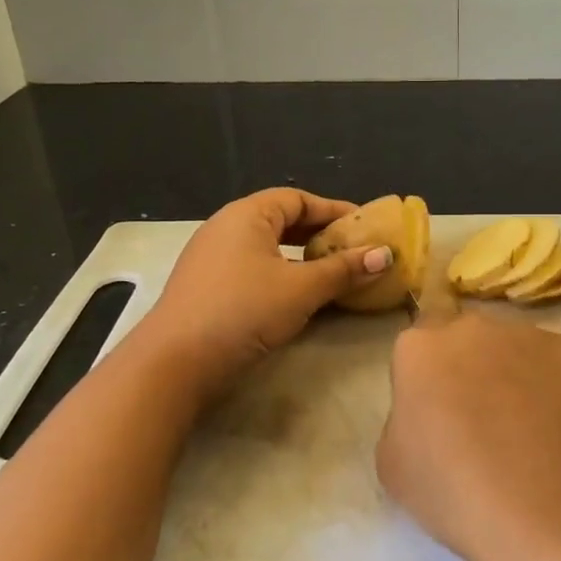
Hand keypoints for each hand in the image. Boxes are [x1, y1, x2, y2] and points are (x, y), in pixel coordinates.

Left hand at [139, 187, 392, 393]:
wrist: (175, 362)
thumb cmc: (243, 311)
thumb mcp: (302, 289)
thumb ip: (344, 270)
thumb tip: (385, 254)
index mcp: (247, 215)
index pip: (297, 198)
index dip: (332, 210)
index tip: (363, 225)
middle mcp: (226, 227)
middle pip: (280, 219)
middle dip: (317, 233)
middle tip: (351, 249)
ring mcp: (210, 257)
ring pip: (266, 246)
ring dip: (299, 256)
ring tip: (329, 272)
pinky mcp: (204, 286)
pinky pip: (251, 267)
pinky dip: (279, 273)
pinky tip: (294, 295)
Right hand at [379, 310, 560, 560]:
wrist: (541, 511)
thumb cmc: (453, 493)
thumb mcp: (393, 463)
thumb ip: (405, 415)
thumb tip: (429, 409)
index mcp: (421, 348)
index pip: (421, 341)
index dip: (432, 372)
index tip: (440, 406)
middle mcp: (473, 327)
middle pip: (470, 338)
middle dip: (474, 365)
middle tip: (484, 416)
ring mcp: (529, 335)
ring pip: (518, 349)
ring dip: (518, 375)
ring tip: (531, 429)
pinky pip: (560, 366)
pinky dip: (560, 389)